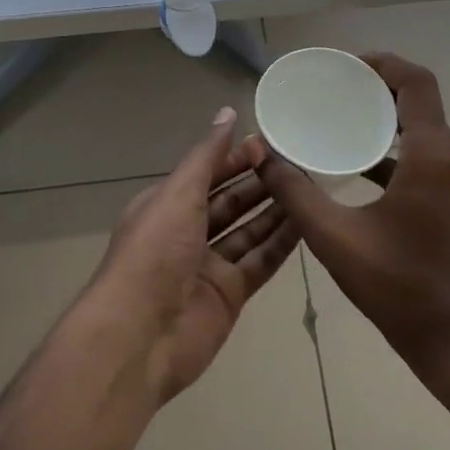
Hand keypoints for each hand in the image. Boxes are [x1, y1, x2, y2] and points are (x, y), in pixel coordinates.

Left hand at [85, 108, 301, 403]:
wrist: (140, 336)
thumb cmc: (154, 252)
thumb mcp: (178, 194)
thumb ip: (207, 156)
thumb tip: (227, 113)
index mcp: (166, 205)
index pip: (206, 174)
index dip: (235, 158)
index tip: (269, 144)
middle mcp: (187, 232)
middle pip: (229, 201)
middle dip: (259, 183)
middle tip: (298, 164)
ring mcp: (209, 265)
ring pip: (248, 231)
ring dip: (275, 210)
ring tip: (309, 188)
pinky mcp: (229, 294)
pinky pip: (260, 262)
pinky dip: (281, 244)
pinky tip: (307, 223)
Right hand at [251, 54, 449, 374]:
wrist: (449, 335)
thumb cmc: (395, 285)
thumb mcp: (333, 236)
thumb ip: (294, 191)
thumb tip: (262, 154)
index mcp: (431, 156)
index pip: (416, 82)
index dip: (382, 63)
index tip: (344, 66)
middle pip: (419, 97)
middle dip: (378, 84)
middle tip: (335, 85)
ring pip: (421, 124)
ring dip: (384, 113)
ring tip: (340, 113)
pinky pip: (421, 152)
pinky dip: (391, 144)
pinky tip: (354, 159)